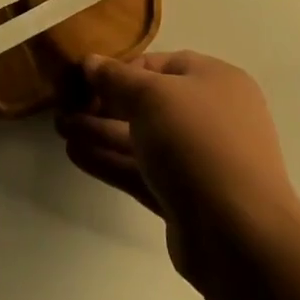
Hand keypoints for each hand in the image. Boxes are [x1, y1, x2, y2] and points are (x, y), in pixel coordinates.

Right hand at [57, 51, 299, 285]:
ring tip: (60, 128)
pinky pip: (142, 172)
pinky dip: (111, 161)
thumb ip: (116, 78)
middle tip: (64, 105)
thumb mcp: (152, 96)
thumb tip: (90, 62)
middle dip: (105, 104)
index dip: (121, 69)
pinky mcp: (186, 200)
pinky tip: (75, 154)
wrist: (240, 236)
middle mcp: (211, 116)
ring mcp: (199, 161)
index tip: (84, 78)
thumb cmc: (197, 144)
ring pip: (142, 140)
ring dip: (101, 132)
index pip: (160, 65)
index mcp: (215, 81)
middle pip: (149, 104)